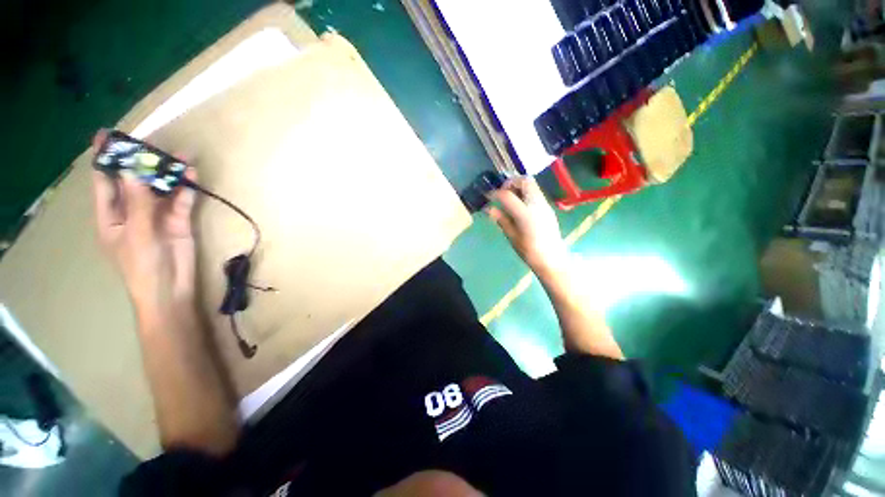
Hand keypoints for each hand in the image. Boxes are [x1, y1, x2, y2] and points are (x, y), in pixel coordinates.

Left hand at [92, 132, 197, 314]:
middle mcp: (132, 210)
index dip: (105, 158)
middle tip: (154, 142)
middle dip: (143, 162)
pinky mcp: (179, 221)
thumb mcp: (137, 235)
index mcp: (111, 215)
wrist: (171, 290)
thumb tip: (133, 171)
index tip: (107, 135)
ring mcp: (157, 215)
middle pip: (136, 180)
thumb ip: (137, 203)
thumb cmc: (142, 267)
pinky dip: (187, 188)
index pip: (104, 181)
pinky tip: (192, 175)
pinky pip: (181, 200)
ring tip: (182, 155)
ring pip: (161, 188)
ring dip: (170, 173)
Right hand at [488, 177, 567, 274]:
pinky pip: (535, 193)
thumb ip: (501, 219)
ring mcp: (544, 204)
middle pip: (525, 181)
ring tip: (509, 200)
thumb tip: (489, 209)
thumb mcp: (512, 236)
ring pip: (532, 185)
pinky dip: (525, 193)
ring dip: (518, 187)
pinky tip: (519, 206)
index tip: (488, 196)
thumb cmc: (529, 251)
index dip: (495, 193)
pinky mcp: (547, 207)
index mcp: (525, 213)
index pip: (507, 195)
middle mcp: (536, 204)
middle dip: (510, 183)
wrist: (552, 258)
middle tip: (502, 193)